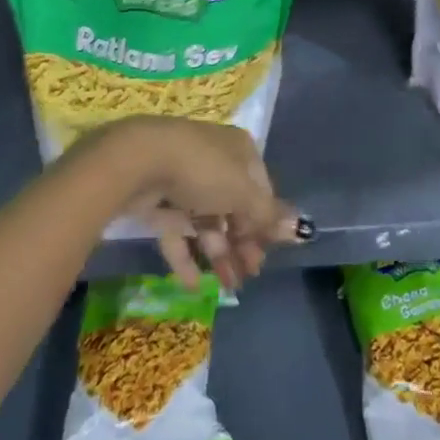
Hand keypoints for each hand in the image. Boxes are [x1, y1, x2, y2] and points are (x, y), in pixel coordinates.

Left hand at [92, 117, 306, 289]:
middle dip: (243, 243)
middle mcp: (214, 162)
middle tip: (248, 275)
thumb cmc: (202, 170)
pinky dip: (185, 257)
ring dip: (219, 254)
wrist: (138, 161)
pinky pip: (176, 232)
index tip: (268, 252)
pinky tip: (192, 285)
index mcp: (239, 152)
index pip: (260, 188)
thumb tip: (301, 228)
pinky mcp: (158, 201)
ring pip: (207, 222)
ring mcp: (184, 182)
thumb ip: (268, 215)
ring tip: (227, 287)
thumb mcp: (242, 193)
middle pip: (234, 208)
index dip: (265, 221)